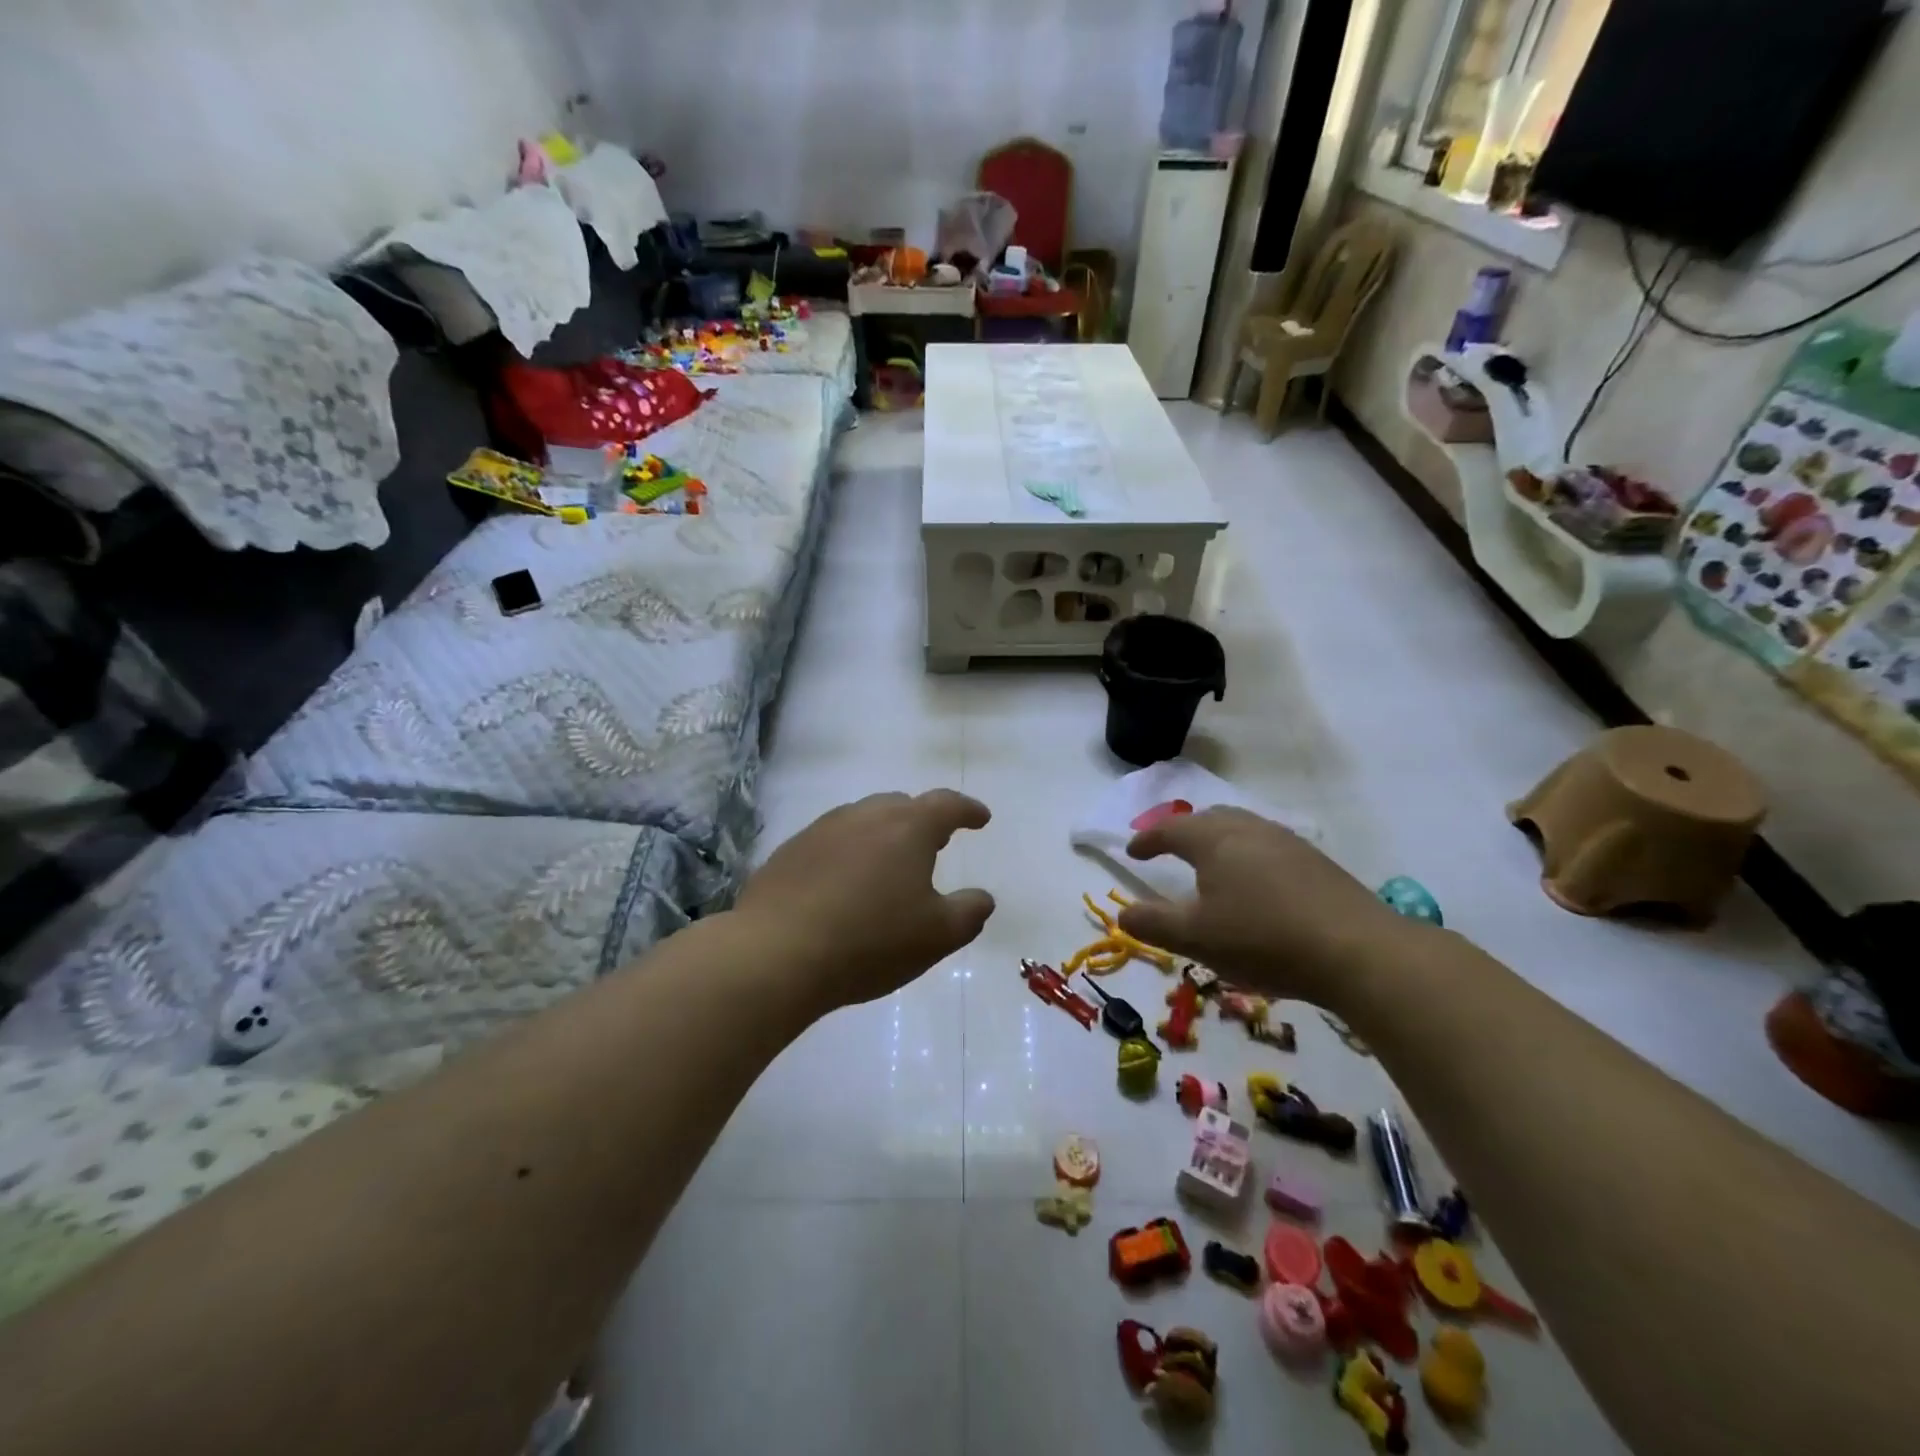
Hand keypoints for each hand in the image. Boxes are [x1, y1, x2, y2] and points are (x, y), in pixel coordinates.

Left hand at [734, 790, 994, 1011]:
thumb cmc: (870, 941)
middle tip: (936, 842)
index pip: (946, 805)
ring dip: (883, 834)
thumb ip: (969, 912)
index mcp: (906, 827)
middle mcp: (863, 816)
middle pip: (901, 805)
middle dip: (923, 820)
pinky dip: (848, 854)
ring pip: (862, 820)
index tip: (981, 818)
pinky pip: (831, 842)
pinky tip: (844, 884)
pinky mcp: (788, 853)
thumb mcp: (937, 935)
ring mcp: (821, 830)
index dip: (968, 810)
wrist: (775, 954)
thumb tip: (983, 897)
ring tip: (889, 863)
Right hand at [1115, 807, 1413, 1012]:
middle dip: (1184, 831)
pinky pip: (1267, 846)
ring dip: (1218, 841)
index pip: (1170, 830)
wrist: (1357, 950)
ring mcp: (1287, 842)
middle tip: (1170, 849)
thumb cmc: (1262, 938)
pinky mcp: (1316, 862)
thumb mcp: (1195, 938)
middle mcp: (1249, 829)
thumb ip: (1153, 924)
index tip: (1132, 852)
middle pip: (1208, 818)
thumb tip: (1122, 913)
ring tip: (1211, 866)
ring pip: (1242, 828)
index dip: (1147, 840)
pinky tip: (1256, 885)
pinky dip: (1247, 856)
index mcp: (1214, 839)